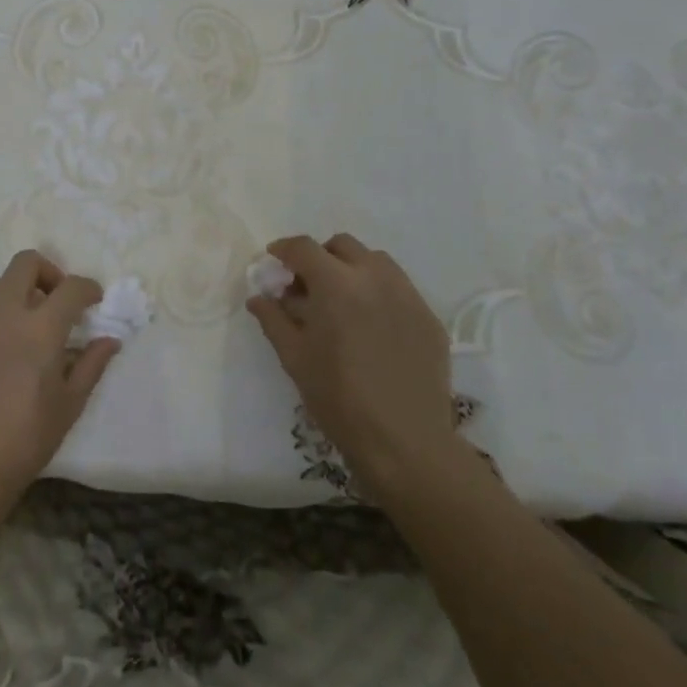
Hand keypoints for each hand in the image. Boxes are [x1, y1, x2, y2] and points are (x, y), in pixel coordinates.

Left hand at [0, 250, 120, 516]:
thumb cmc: (23, 442)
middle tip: (54, 302)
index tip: (92, 300)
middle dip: (48, 274)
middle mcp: (1, 314)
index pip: (71, 287)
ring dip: (14, 294)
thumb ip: (91, 365)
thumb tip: (109, 340)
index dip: (88, 288)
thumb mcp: (68, 406)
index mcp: (39, 329)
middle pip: (26, 263)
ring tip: (20, 325)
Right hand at [247, 233, 466, 500]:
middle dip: (320, 256)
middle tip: (307, 286)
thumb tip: (258, 297)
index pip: (304, 248)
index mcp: (336, 284)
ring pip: (376, 261)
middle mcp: (375, 277)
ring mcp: (407, 295)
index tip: (274, 260)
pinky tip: (371, 326)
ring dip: (352, 269)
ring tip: (342, 302)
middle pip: (342, 245)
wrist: (404, 441)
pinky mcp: (429, 317)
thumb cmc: (338, 398)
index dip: (284, 249)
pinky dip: (378, 292)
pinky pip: (399, 288)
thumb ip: (273, 319)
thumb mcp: (294, 358)